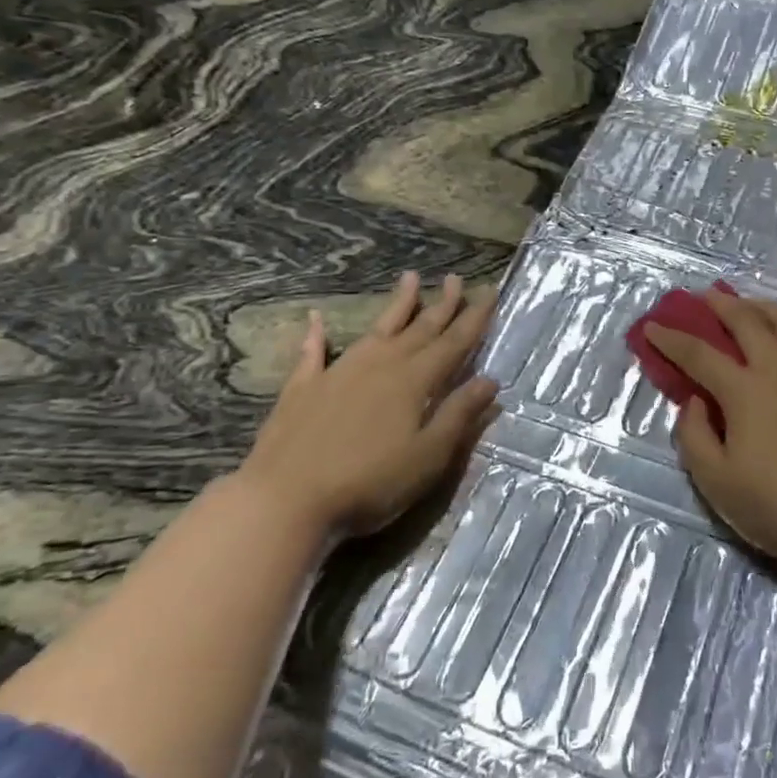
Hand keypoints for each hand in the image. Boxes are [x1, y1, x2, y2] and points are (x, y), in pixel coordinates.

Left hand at [231, 272, 499, 537]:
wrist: (287, 500)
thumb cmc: (370, 483)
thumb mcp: (428, 457)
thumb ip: (458, 415)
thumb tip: (489, 381)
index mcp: (414, 381)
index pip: (453, 343)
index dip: (474, 318)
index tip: (488, 291)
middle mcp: (380, 365)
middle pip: (419, 329)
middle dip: (442, 304)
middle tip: (456, 278)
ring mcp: (339, 372)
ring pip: (377, 329)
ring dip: (397, 305)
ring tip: (410, 278)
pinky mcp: (303, 388)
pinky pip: (313, 353)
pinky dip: (316, 335)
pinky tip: (316, 319)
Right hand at [645, 293, 776, 573]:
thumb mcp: (716, 481)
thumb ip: (694, 435)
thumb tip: (695, 401)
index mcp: (745, 390)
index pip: (698, 353)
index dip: (671, 338)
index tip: (653, 327)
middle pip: (747, 320)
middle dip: (721, 304)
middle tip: (706, 297)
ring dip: (765, 307)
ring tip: (753, 307)